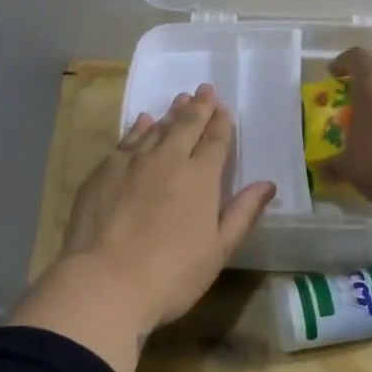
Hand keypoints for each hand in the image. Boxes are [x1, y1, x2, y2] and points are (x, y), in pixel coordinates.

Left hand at [6, 84, 275, 371]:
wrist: (104, 282)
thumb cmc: (171, 275)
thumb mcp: (218, 250)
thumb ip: (243, 213)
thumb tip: (268, 184)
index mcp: (201, 177)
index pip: (215, 141)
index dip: (221, 122)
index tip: (224, 108)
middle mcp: (168, 159)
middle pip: (187, 125)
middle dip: (198, 107)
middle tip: (204, 89)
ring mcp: (132, 162)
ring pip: (156, 128)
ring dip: (171, 113)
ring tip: (180, 100)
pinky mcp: (104, 171)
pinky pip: (127, 139)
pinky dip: (139, 127)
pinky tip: (143, 121)